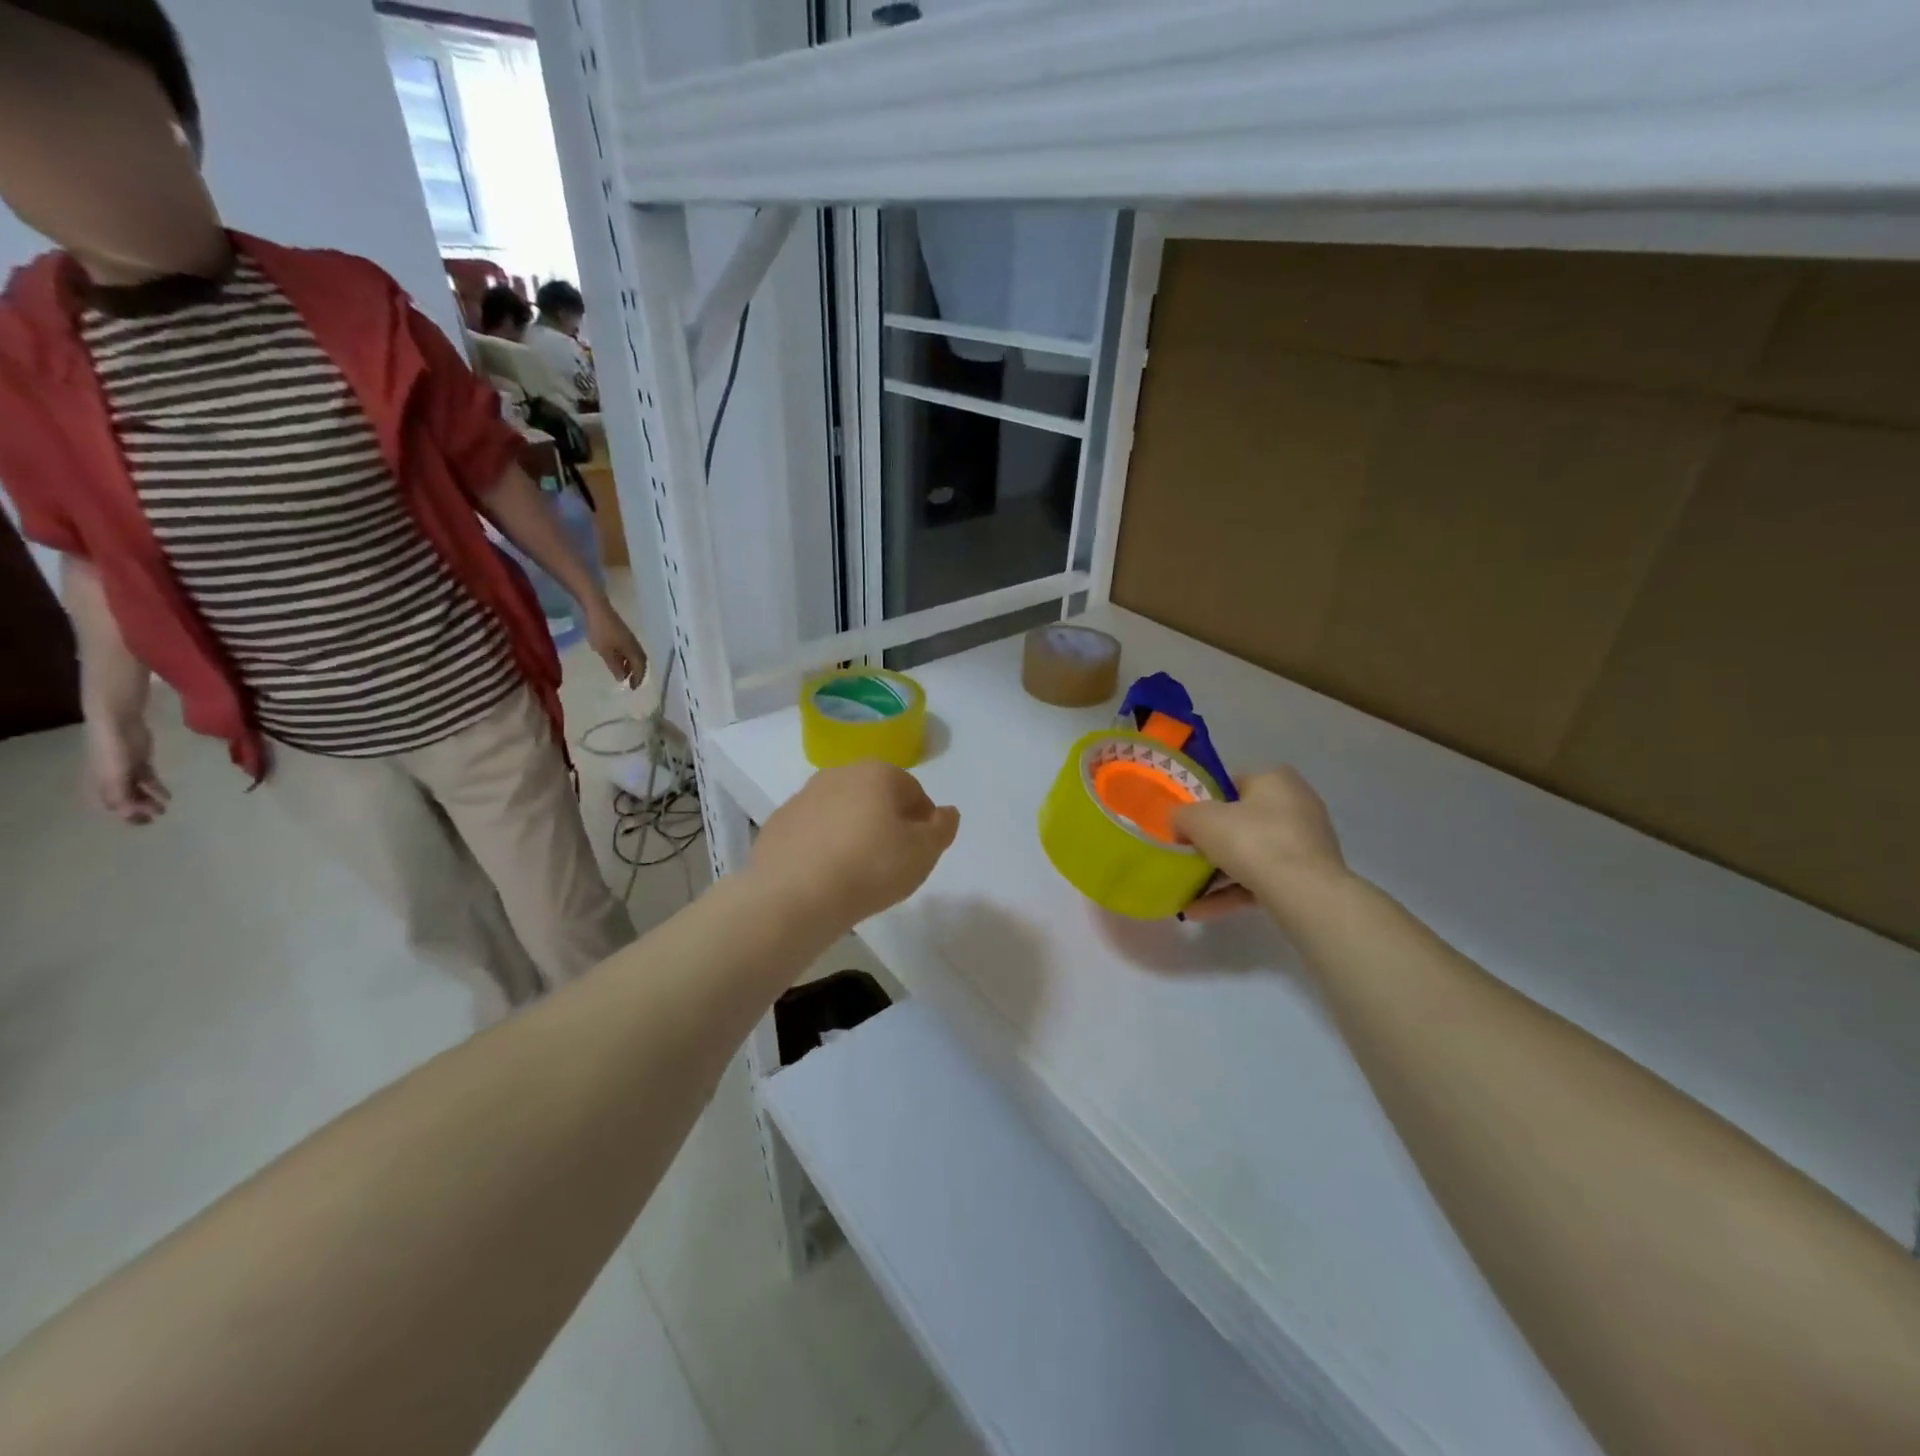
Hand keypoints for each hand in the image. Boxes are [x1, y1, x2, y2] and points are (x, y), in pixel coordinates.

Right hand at [85, 714, 169, 825]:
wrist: (118, 725)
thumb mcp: (115, 775)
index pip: (112, 805)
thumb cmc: (112, 751)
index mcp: (100, 784)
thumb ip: (120, 794)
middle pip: (125, 799)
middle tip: (156, 818)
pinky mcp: (140, 761)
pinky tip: (168, 796)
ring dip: (149, 800)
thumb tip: (127, 814)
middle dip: (139, 810)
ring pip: (138, 790)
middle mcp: (111, 779)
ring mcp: (126, 770)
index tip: (142, 823)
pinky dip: (156, 788)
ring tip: (164, 809)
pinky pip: (148, 779)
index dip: (126, 815)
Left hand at [584, 598, 646, 686]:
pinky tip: (618, 660)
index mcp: (633, 649)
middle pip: (641, 661)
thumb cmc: (600, 631)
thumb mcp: (605, 652)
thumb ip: (614, 665)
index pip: (640, 667)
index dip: (638, 678)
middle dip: (637, 673)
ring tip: (624, 674)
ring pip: (635, 655)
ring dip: (632, 666)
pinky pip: (630, 650)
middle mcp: (634, 644)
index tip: (632, 688)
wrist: (597, 608)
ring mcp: (629, 638)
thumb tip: (622, 678)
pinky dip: (627, 658)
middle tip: (631, 682)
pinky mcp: (623, 634)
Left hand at [749, 761, 960, 931]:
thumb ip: (942, 828)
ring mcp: (803, 797)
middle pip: (874, 796)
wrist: (793, 896)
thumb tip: (947, 812)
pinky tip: (825, 875)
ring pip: (841, 811)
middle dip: (886, 821)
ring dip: (852, 831)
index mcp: (878, 773)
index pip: (913, 790)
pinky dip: (822, 846)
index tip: (921, 850)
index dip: (923, 820)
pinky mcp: (778, 823)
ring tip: (856, 871)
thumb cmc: (870, 868)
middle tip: (891, 860)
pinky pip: (812, 831)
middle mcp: (839, 774)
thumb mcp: (923, 853)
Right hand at [1173, 768, 1347, 922]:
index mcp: (1275, 780)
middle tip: (1184, 858)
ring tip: (1186, 892)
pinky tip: (1200, 911)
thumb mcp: (1200, 819)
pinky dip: (1233, 892)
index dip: (1203, 804)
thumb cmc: (1251, 840)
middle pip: (1241, 822)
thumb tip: (1180, 825)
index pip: (1231, 786)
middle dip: (1211, 843)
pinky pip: (1262, 879)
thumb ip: (1182, 815)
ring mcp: (1305, 844)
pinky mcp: (1309, 877)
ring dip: (1217, 874)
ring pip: (1252, 855)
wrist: (1304, 893)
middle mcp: (1296, 805)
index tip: (1184, 826)